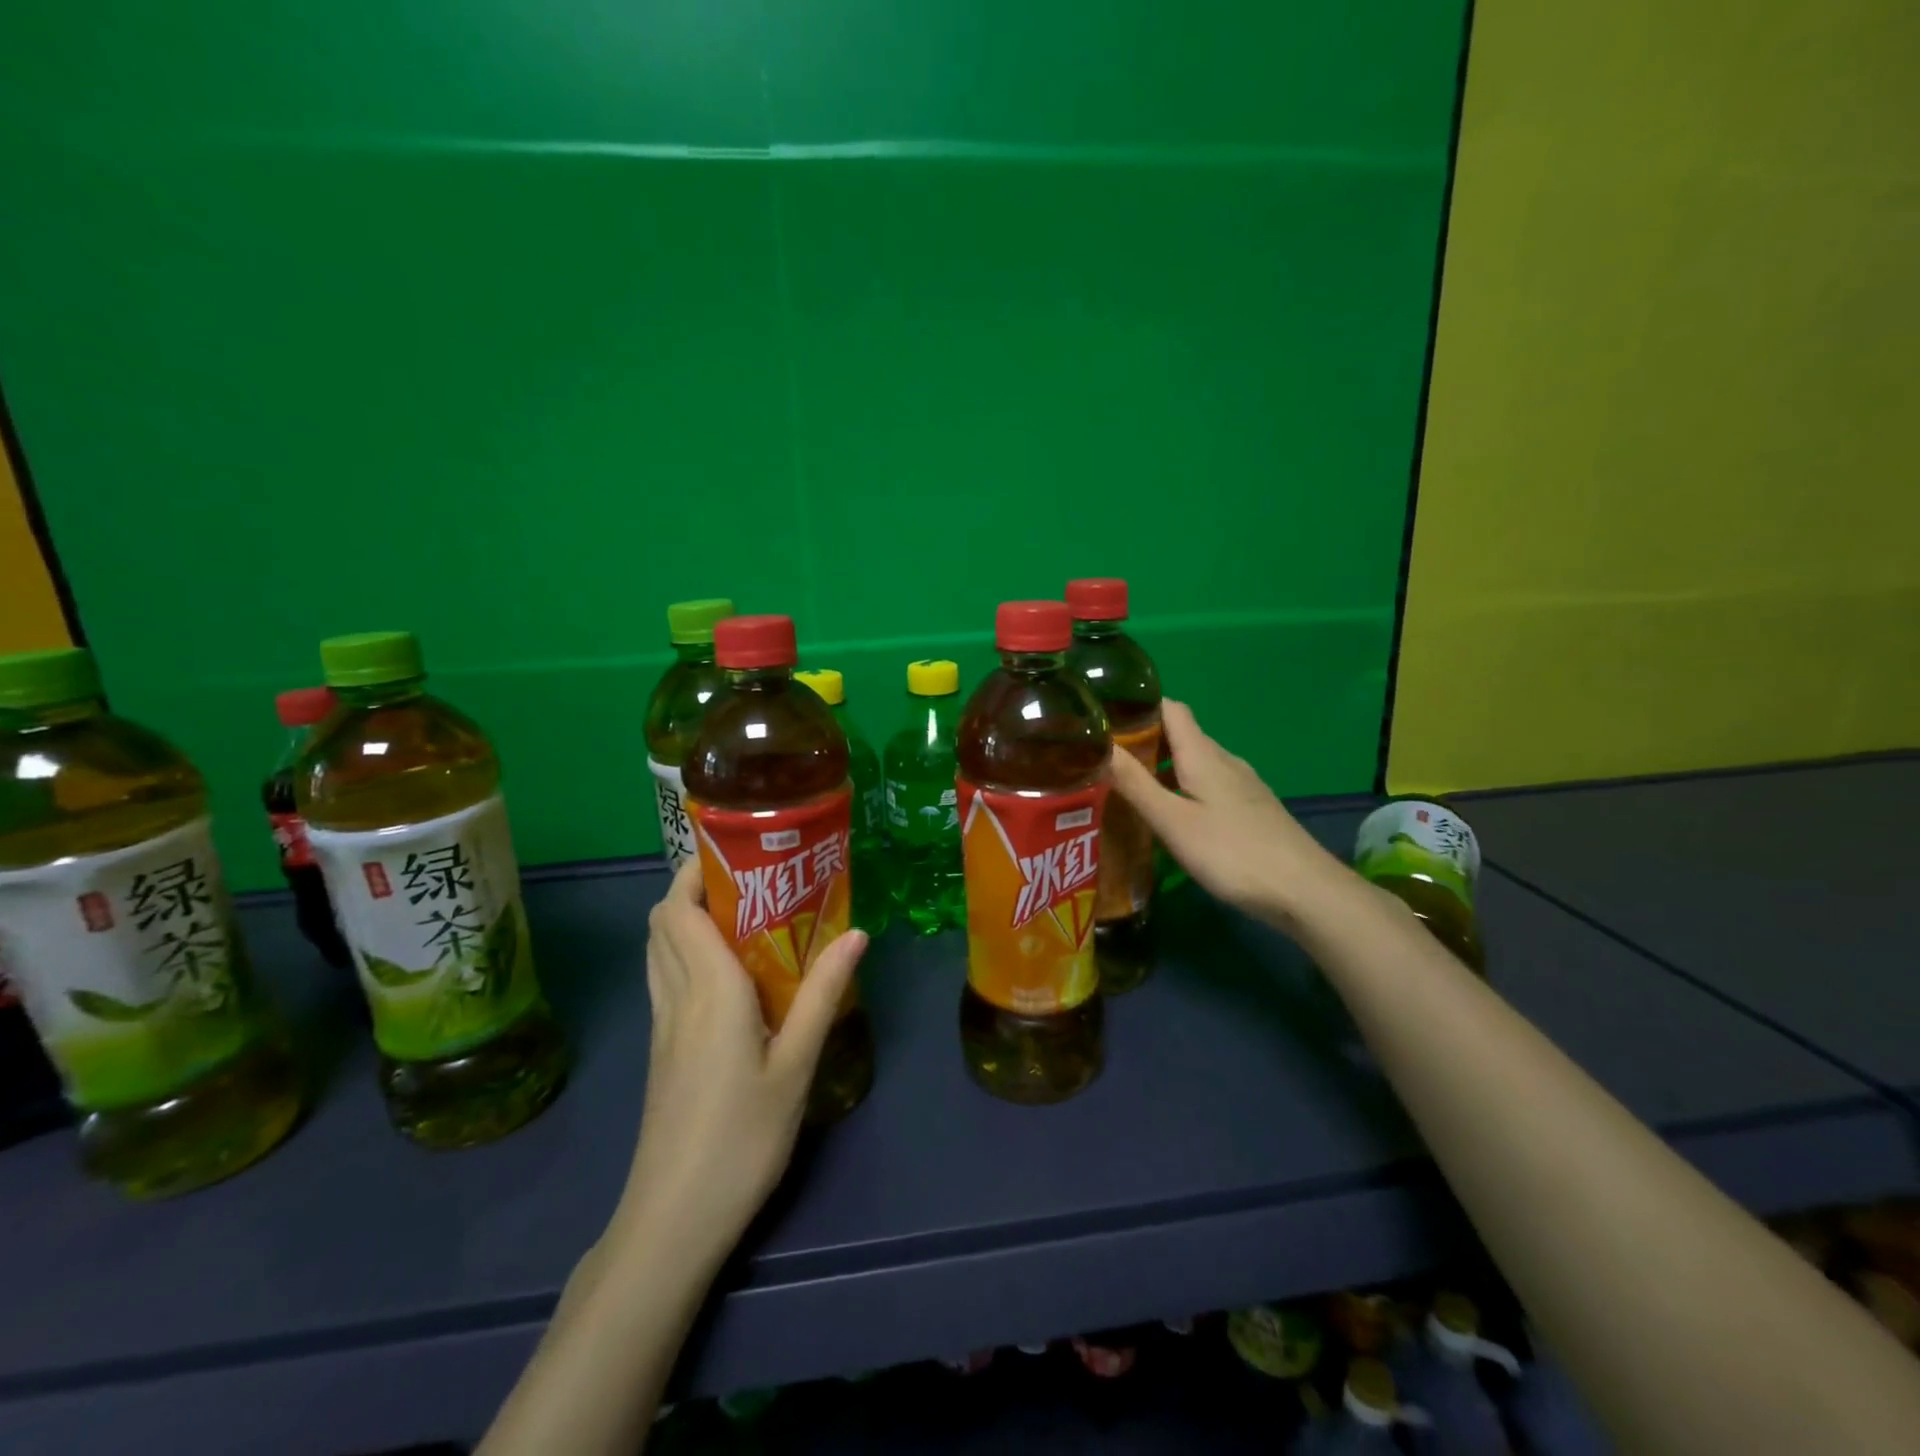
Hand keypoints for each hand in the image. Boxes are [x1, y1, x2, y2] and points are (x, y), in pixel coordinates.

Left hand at [606, 863, 868, 1267]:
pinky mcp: (660, 1050)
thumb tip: (856, 933)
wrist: (673, 1220)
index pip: (678, 910)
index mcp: (708, 990)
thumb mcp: (796, 1065)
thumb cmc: (742, 1138)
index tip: (738, 852)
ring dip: (687, 919)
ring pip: (658, 949)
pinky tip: (730, 973)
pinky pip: (665, 978)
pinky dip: (686, 953)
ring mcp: (661, 1025)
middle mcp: (676, 996)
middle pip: (661, 921)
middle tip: (751, 881)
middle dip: (694, 887)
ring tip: (743, 916)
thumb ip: (823, 994)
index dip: (696, 871)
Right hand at [1109, 700, 1347, 935]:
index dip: (1138, 706)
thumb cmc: (1232, 852)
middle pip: (1180, 735)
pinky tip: (1171, 816)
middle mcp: (1223, 760)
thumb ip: (1135, 784)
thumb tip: (1099, 745)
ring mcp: (1241, 785)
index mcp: (1202, 755)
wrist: (1305, 891)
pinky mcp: (1250, 809)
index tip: (1105, 719)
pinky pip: (1208, 784)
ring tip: (1129, 788)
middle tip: (1104, 760)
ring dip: (1162, 767)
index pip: (1170, 708)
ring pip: (1194, 762)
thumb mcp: (1173, 821)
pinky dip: (1182, 788)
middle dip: (1143, 740)